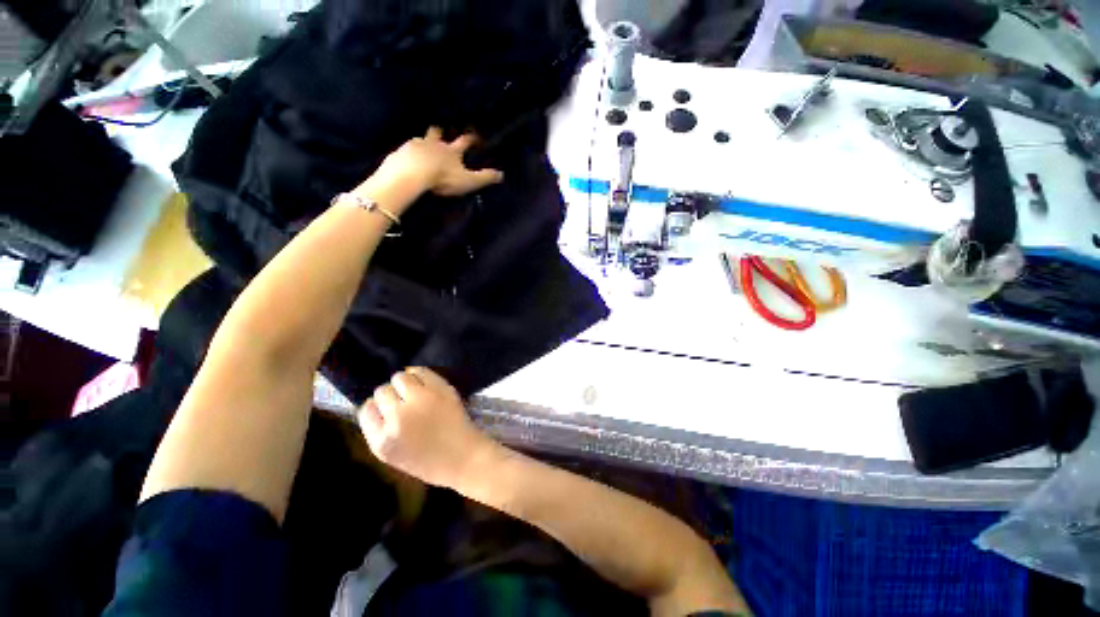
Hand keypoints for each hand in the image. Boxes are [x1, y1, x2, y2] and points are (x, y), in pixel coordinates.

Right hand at [357, 367, 495, 488]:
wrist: (463, 457)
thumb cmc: (428, 461)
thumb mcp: (392, 455)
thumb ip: (379, 431)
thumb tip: (373, 403)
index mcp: (383, 440)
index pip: (366, 410)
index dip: (375, 407)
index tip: (385, 409)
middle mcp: (398, 417)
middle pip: (382, 391)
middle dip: (389, 394)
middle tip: (402, 400)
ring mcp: (421, 400)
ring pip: (400, 377)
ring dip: (403, 382)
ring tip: (412, 390)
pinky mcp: (440, 389)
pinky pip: (420, 371)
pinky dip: (418, 374)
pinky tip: (422, 382)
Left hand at [376, 127, 503, 197]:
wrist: (412, 173)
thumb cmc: (444, 177)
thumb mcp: (469, 180)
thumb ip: (484, 178)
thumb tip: (502, 174)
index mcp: (451, 151)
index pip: (464, 141)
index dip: (471, 139)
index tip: (475, 137)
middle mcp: (434, 144)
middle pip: (437, 133)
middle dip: (440, 132)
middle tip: (440, 132)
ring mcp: (416, 146)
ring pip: (420, 139)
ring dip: (422, 142)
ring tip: (421, 147)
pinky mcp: (401, 152)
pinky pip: (405, 149)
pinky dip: (408, 152)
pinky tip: (406, 158)